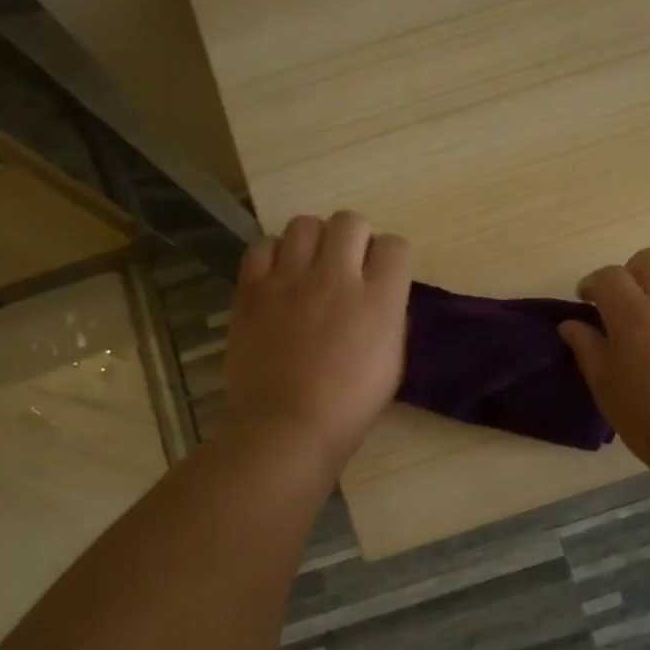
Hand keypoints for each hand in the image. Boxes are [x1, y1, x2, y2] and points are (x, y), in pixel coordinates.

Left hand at [223, 211, 411, 472]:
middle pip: (350, 221)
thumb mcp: (392, 364)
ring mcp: (290, 279)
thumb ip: (390, 319)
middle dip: (354, 238)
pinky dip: (273, 255)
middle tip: (346, 265)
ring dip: (314, 240)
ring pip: (305, 224)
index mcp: (379, 300)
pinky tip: (277, 277)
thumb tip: (381, 297)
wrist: (287, 427)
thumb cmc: (348, 407)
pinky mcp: (253, 289)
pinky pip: (263, 246)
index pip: (396, 245)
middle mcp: (337, 278)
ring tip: (309, 266)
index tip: (383, 274)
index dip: (391, 257)